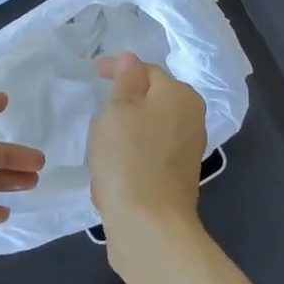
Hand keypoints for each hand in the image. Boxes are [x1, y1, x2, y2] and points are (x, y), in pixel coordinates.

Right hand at [88, 52, 207, 239]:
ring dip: (124, 134)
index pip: (146, 70)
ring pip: (147, 129)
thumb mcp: (118, 109)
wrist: (148, 224)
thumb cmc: (129, 157)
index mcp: (180, 96)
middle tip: (96, 113)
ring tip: (100, 146)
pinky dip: (129, 158)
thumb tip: (130, 59)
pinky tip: (111, 172)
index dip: (117, 69)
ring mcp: (186, 150)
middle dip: (122, 105)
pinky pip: (147, 155)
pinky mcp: (177, 178)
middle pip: (150, 100)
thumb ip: (125, 80)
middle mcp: (191, 119)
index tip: (92, 73)